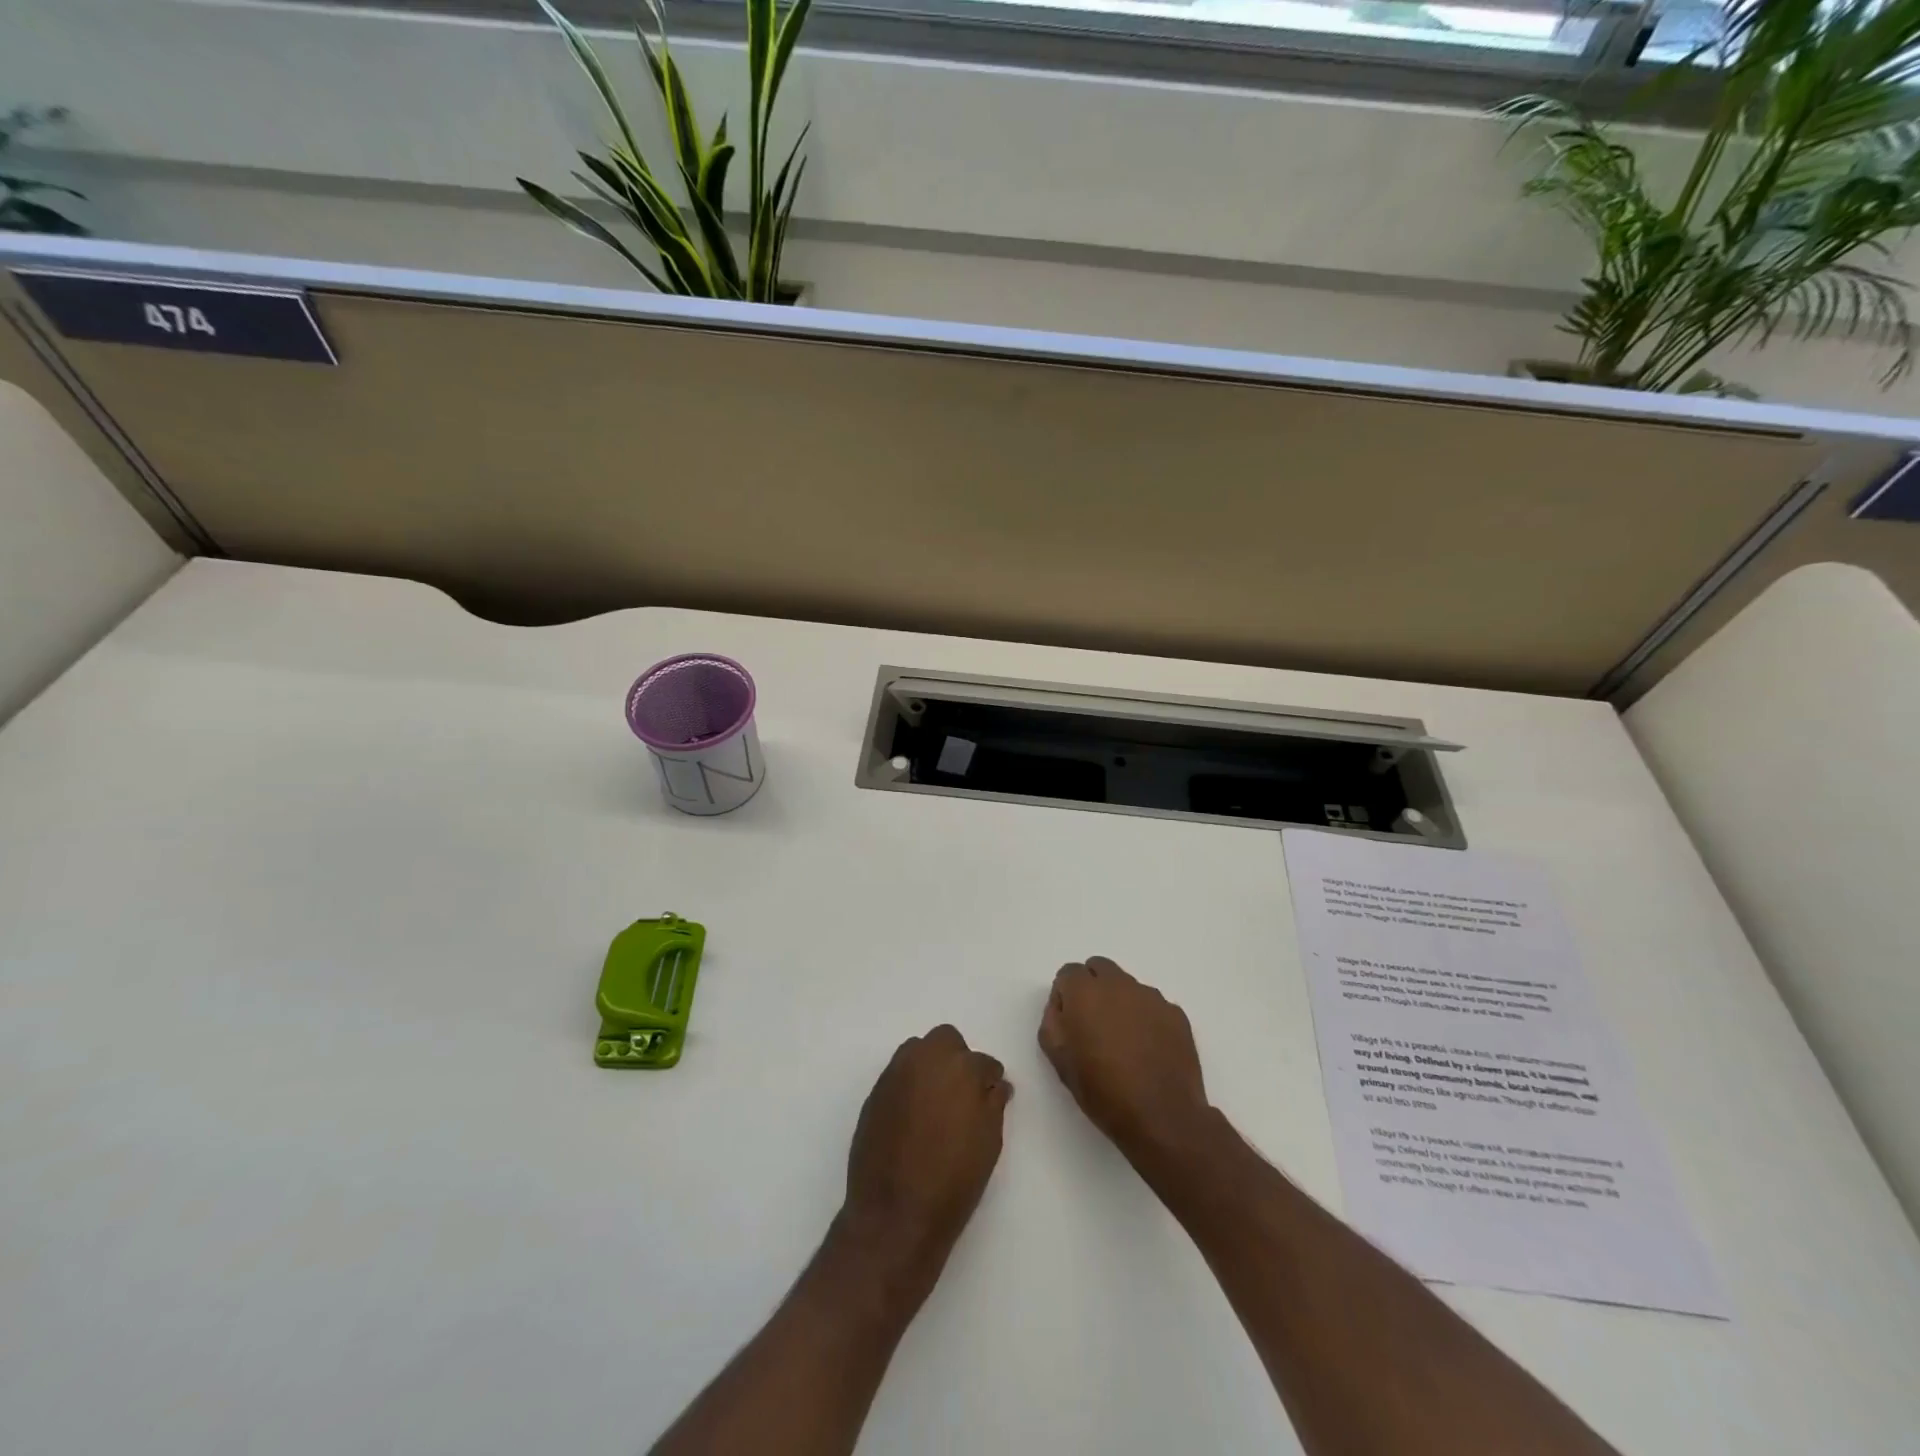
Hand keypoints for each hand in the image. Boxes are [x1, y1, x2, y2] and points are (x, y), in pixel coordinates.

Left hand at [839, 1025, 1010, 1283]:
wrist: (895, 1214)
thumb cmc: (953, 1180)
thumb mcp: (988, 1142)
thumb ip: (993, 1104)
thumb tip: (995, 1085)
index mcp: (961, 1068)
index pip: (983, 1062)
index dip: (989, 1079)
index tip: (991, 1095)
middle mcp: (925, 1059)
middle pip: (946, 1040)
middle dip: (957, 1059)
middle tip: (963, 1094)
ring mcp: (895, 1073)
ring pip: (917, 1051)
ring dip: (930, 1066)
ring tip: (936, 1103)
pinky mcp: (875, 1092)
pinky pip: (898, 1075)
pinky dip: (909, 1086)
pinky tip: (914, 1117)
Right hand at [1039, 957, 1210, 1169]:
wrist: (1162, 1117)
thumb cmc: (1103, 1091)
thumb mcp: (1059, 1060)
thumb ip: (1053, 1021)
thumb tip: (1062, 1005)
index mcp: (1085, 992)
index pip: (1069, 972)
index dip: (1066, 995)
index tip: (1070, 1022)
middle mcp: (1118, 984)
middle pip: (1099, 968)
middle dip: (1092, 987)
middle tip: (1093, 1024)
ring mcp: (1151, 997)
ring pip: (1127, 986)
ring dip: (1120, 1002)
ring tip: (1124, 1042)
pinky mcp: (1175, 1013)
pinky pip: (1152, 1005)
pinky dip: (1145, 1018)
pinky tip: (1147, 1050)